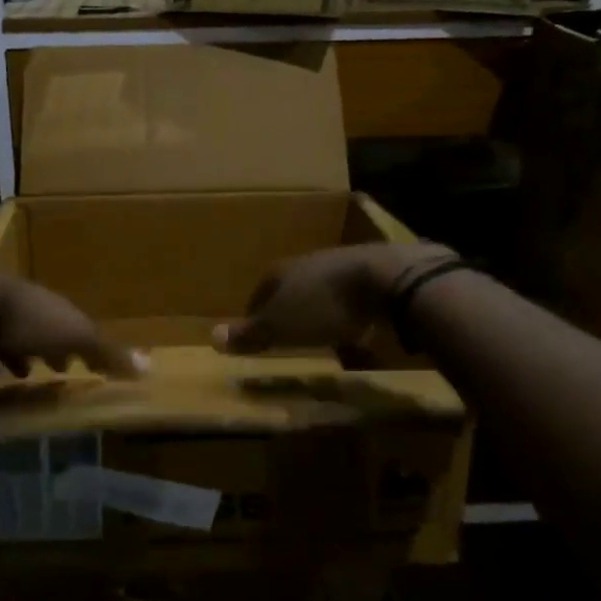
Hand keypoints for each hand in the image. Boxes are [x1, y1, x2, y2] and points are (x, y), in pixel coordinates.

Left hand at [0, 274, 145, 379]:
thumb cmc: (26, 318)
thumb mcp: (73, 336)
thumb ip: (105, 352)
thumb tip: (148, 368)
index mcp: (49, 304)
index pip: (68, 323)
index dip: (76, 343)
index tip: (79, 364)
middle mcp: (20, 303)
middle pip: (36, 326)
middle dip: (43, 346)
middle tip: (49, 368)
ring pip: (4, 333)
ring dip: (11, 353)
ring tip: (13, 376)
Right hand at [216, 243, 454, 353]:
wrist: (387, 278)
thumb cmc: (324, 305)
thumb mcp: (280, 326)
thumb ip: (250, 333)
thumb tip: (212, 337)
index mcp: (282, 271)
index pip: (260, 293)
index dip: (256, 316)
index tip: (257, 337)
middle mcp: (309, 263)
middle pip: (292, 290)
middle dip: (291, 312)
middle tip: (289, 337)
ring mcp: (343, 265)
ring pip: (324, 292)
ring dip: (322, 313)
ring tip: (324, 337)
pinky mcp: (375, 274)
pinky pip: (355, 299)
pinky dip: (352, 314)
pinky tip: (359, 331)